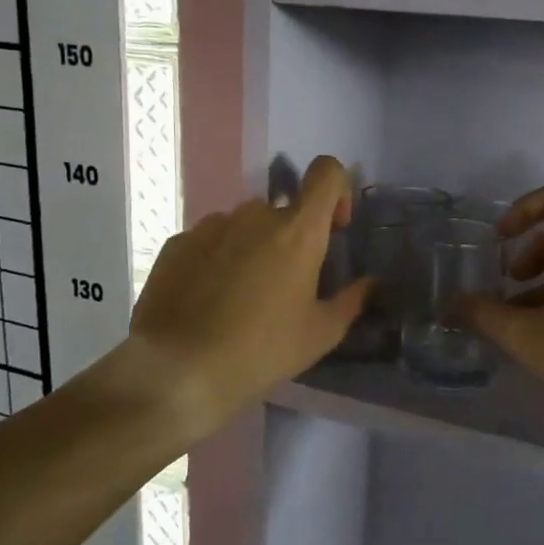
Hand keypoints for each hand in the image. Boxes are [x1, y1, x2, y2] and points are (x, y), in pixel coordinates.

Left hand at [95, 156, 370, 438]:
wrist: (178, 371)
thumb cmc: (262, 350)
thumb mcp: (321, 334)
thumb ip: (350, 300)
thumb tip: (366, 283)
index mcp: (298, 231)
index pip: (326, 173)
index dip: (338, 191)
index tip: (334, 229)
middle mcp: (254, 215)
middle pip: (284, 210)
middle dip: (291, 239)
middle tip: (285, 287)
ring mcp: (211, 226)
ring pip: (245, 226)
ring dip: (253, 249)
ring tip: (242, 298)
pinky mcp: (177, 244)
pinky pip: (210, 241)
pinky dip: (218, 261)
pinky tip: (209, 302)